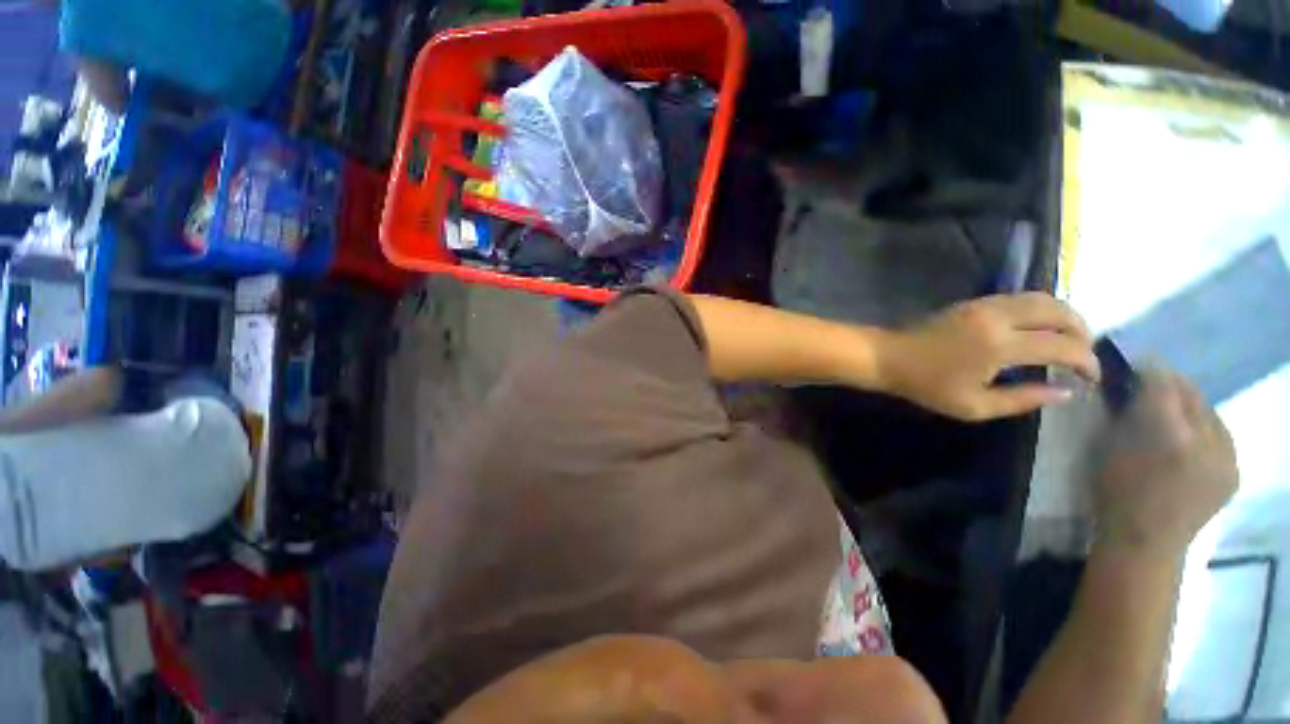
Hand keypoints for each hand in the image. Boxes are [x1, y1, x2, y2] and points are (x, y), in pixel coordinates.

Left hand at [878, 293, 1100, 420]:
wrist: (889, 357)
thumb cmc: (927, 386)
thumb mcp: (975, 406)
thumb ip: (1023, 399)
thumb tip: (1066, 392)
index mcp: (1000, 345)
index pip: (1062, 346)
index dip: (1086, 361)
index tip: (1094, 378)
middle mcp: (998, 317)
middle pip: (1058, 311)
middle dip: (1082, 331)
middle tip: (1086, 354)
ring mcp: (984, 304)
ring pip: (1041, 297)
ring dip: (1064, 315)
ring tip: (1071, 339)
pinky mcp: (973, 301)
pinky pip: (1020, 297)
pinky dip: (1041, 308)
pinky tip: (1042, 326)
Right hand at [1093, 369, 1237, 558]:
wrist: (1146, 542)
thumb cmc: (1115, 491)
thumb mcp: (1108, 447)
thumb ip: (1124, 413)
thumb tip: (1132, 383)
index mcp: (1168, 435)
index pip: (1164, 384)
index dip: (1151, 369)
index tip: (1136, 364)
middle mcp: (1206, 441)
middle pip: (1193, 395)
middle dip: (1172, 386)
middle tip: (1153, 384)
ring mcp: (1226, 458)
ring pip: (1210, 413)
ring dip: (1190, 407)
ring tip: (1172, 413)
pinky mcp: (1234, 471)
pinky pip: (1221, 435)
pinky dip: (1205, 429)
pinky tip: (1191, 439)